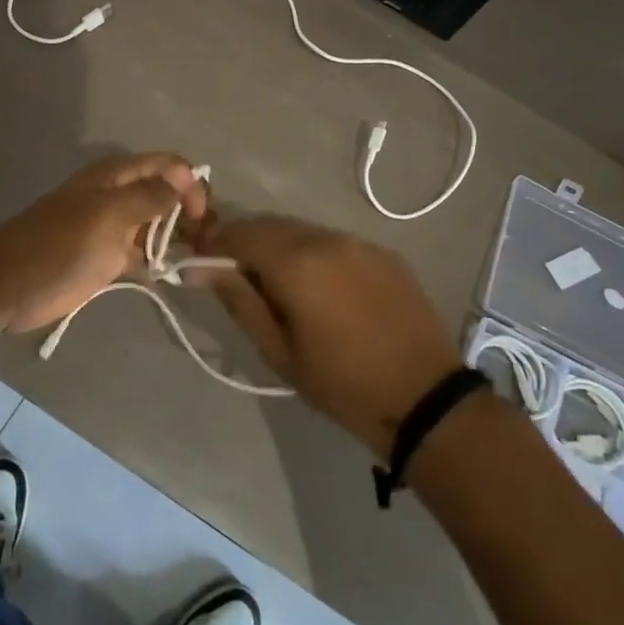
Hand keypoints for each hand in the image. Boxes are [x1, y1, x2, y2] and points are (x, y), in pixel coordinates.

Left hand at [0, 153, 207, 333]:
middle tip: (211, 242)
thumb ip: (149, 197)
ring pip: (158, 225)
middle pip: (167, 194)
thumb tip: (185, 180)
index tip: (202, 216)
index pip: (167, 165)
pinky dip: (161, 261)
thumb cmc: (59, 244)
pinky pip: (144, 254)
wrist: (8, 285)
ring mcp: (114, 229)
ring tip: (202, 259)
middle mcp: (119, 197)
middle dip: (192, 211)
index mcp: (116, 176)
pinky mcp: (108, 259)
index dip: (190, 183)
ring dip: (181, 237)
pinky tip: (176, 274)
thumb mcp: (108, 215)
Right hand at [194, 215, 461, 458]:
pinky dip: (314, 254)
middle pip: (271, 225)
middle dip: (245, 242)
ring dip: (280, 247)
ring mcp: (359, 242)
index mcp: (296, 262)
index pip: (240, 233)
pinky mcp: (384, 253)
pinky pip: (335, 242)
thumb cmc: (341, 383)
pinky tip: (320, 287)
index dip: (215, 244)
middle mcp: (326, 239)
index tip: (201, 262)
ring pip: (303, 231)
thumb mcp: (279, 351)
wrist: (425, 398)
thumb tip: (198, 268)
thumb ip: (239, 300)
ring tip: (277, 284)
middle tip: (234, 275)